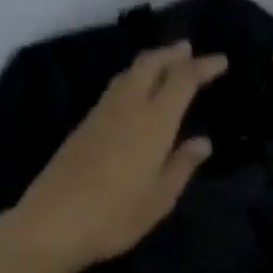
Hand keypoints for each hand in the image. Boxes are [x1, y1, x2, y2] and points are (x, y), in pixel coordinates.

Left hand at [15, 41, 227, 269]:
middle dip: (171, 53)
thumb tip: (202, 142)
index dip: (202, 66)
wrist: (51, 223)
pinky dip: (132, 80)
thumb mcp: (159, 199)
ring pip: (128, 74)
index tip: (221, 61)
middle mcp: (127, 108)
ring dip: (150, 62)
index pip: (182, 80)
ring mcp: (100, 115)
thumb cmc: (115, 216)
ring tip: (165, 64)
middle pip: (149, 64)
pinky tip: (136, 93)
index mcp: (153, 122)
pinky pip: (114, 90)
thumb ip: (182, 166)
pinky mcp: (82, 126)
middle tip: (188, 49)